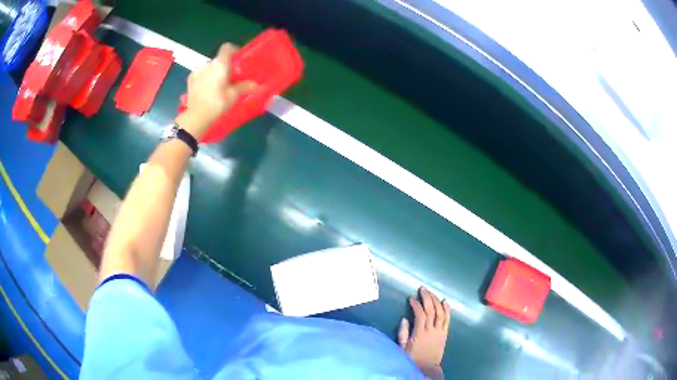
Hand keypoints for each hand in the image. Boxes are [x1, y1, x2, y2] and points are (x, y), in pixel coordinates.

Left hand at [176, 43, 255, 138]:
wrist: (196, 116)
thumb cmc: (217, 103)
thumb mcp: (234, 95)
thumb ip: (244, 86)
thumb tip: (255, 84)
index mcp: (220, 64)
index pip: (227, 47)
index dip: (234, 51)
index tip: (238, 60)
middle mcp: (208, 63)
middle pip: (219, 59)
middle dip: (225, 66)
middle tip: (230, 77)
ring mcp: (197, 71)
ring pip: (209, 67)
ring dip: (214, 72)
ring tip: (218, 85)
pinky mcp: (190, 79)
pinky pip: (201, 74)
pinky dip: (205, 78)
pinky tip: (207, 89)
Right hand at [398, 287, 450, 374]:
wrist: (427, 368)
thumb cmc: (412, 359)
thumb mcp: (402, 349)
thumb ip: (403, 334)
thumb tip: (404, 319)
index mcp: (420, 334)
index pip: (420, 315)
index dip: (416, 305)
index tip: (411, 298)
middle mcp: (431, 331)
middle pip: (431, 311)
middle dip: (427, 298)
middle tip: (422, 289)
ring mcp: (440, 332)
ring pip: (440, 313)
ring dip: (436, 301)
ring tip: (432, 293)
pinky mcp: (445, 334)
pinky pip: (447, 320)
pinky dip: (447, 310)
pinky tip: (445, 302)